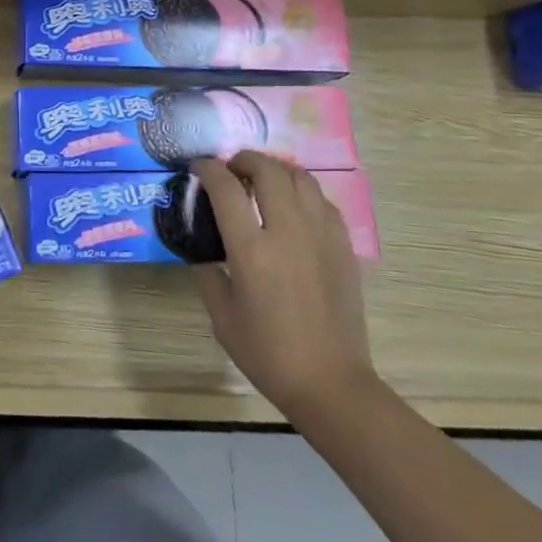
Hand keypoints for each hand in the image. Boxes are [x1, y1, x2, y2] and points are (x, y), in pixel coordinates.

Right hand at [189, 154, 375, 417]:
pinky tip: (292, 206)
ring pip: (301, 179)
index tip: (198, 167)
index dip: (209, 170)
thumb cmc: (267, 352)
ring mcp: (321, 237)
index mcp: (252, 251)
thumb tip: (201, 247)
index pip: (227, 189)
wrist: (330, 382)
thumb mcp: (221, 315)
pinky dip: (302, 192)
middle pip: (269, 171)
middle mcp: (288, 233)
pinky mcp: (343, 247)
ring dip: (276, 170)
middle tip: (230, 167)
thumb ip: (207, 272)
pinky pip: (322, 202)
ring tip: (260, 178)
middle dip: (245, 159)